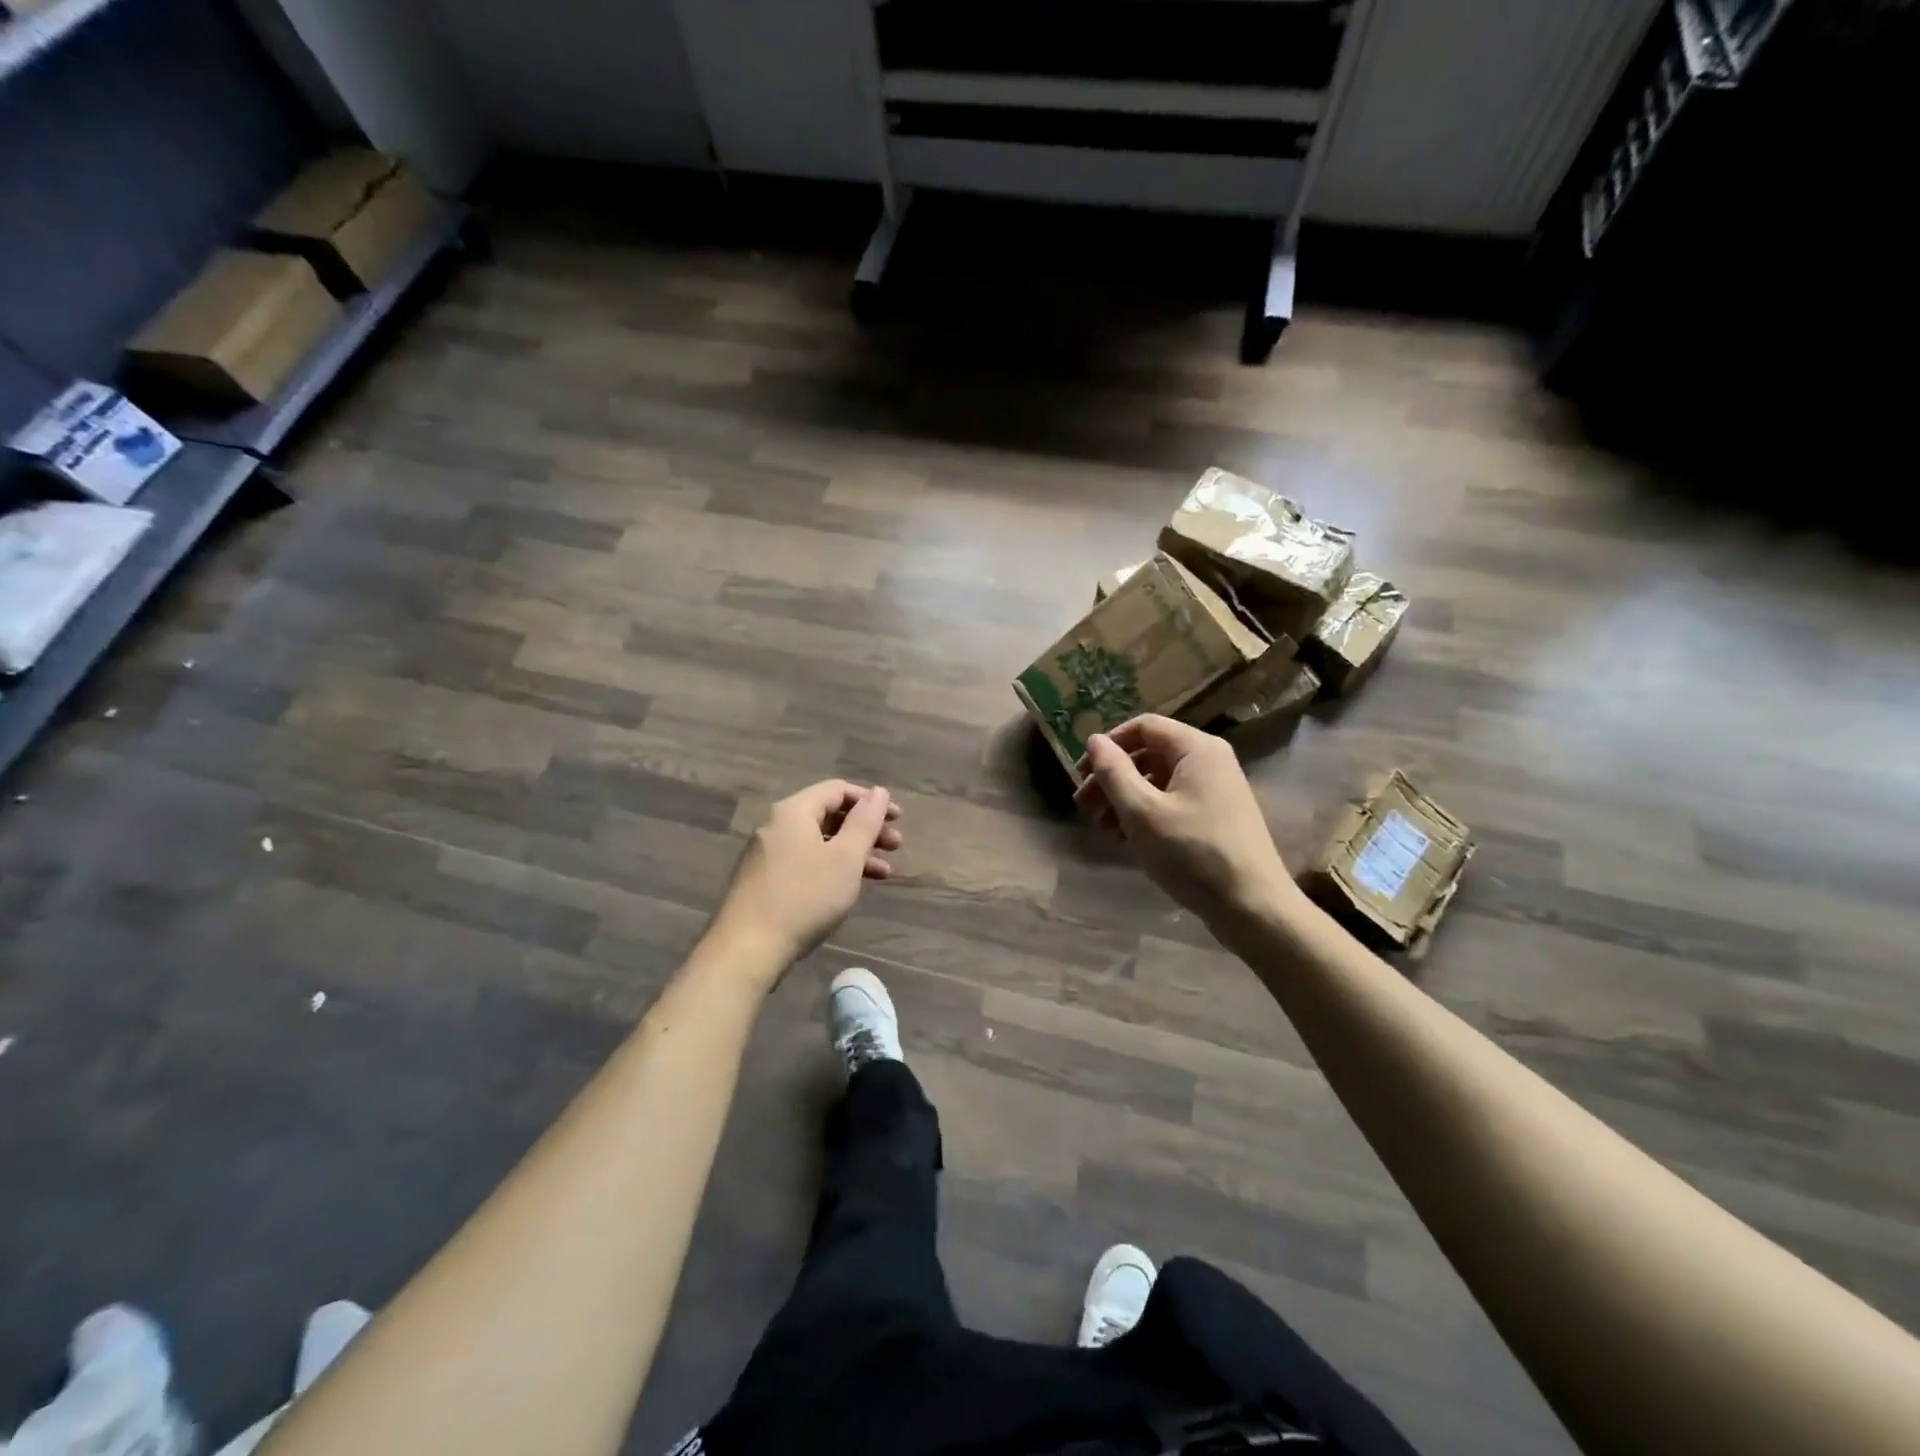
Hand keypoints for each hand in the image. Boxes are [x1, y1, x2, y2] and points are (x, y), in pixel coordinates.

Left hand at [709, 780, 902, 974]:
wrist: (747, 949)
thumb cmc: (804, 897)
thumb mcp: (845, 858)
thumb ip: (865, 822)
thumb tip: (879, 791)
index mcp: (794, 811)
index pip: (837, 790)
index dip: (870, 800)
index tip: (897, 818)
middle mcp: (777, 825)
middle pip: (829, 815)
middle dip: (866, 829)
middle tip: (896, 846)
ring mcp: (768, 854)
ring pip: (820, 842)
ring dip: (854, 852)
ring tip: (884, 873)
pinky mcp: (765, 881)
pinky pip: (806, 862)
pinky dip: (832, 868)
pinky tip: (851, 888)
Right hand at [1075, 715, 1297, 931]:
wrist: (1253, 908)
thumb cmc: (1192, 854)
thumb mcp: (1141, 812)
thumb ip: (1113, 772)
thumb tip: (1094, 740)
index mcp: (1196, 748)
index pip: (1143, 726)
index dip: (1108, 745)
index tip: (1082, 774)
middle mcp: (1210, 760)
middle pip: (1149, 754)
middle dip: (1112, 777)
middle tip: (1084, 807)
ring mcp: (1216, 790)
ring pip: (1159, 781)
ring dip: (1125, 798)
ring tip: (1102, 828)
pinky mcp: (1217, 817)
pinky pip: (1173, 801)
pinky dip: (1146, 813)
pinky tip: (1127, 839)